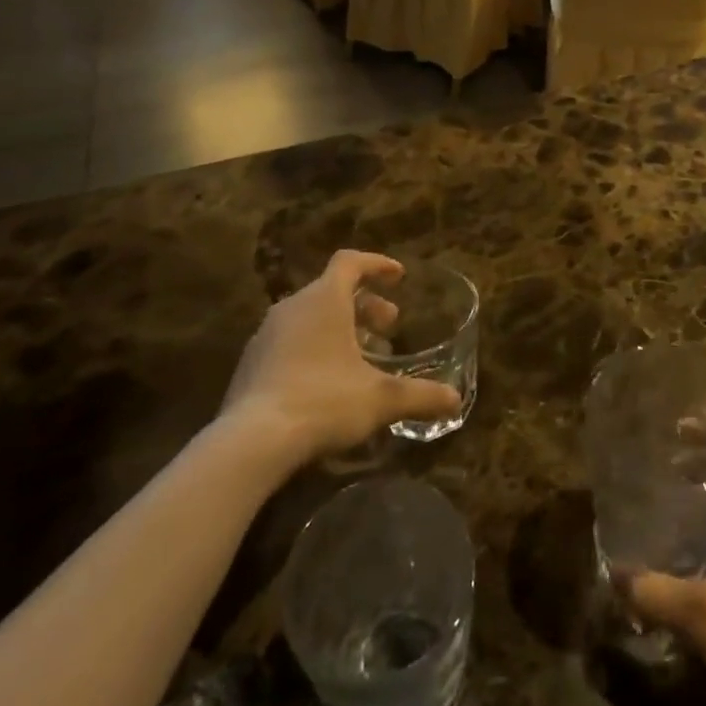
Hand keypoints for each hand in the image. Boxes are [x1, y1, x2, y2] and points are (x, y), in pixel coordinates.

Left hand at [221, 251, 460, 460]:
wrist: (250, 442)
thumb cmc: (323, 402)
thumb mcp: (381, 399)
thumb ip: (420, 395)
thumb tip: (455, 399)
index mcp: (324, 300)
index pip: (350, 262)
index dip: (377, 265)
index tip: (399, 277)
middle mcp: (292, 308)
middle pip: (332, 290)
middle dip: (365, 305)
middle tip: (389, 327)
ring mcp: (265, 336)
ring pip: (310, 317)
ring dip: (340, 328)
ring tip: (362, 356)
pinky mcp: (250, 365)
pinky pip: (290, 342)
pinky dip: (315, 348)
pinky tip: (329, 382)